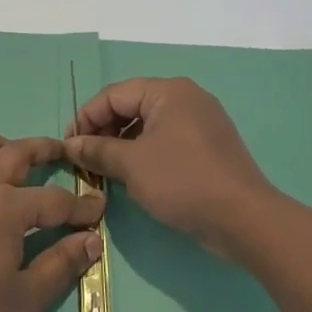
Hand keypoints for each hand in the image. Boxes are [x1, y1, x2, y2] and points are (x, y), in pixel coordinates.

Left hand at [0, 134, 105, 311]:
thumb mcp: (25, 299)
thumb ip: (60, 266)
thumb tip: (91, 240)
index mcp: (7, 209)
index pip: (55, 201)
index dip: (81, 206)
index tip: (98, 210)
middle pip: (13, 155)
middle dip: (41, 149)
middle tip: (59, 149)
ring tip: (3, 147)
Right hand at [65, 79, 275, 258]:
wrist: (244, 219)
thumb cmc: (182, 181)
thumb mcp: (130, 165)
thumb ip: (96, 150)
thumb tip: (70, 145)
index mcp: (168, 91)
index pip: (113, 95)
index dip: (86, 118)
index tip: (68, 146)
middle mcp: (186, 98)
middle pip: (130, 106)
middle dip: (103, 131)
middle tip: (85, 159)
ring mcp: (201, 122)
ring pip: (148, 125)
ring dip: (121, 144)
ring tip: (105, 170)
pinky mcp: (208, 147)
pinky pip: (166, 141)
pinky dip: (144, 153)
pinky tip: (133, 176)